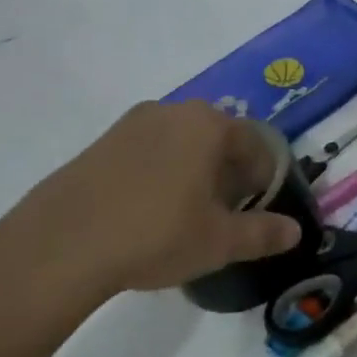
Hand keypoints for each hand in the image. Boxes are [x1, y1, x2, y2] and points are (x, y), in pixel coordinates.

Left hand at [0, 101, 301, 342]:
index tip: (258, 208)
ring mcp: (132, 124)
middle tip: (225, 214)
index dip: (263, 178)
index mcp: (208, 124)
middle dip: (228, 172)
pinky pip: (147, 152)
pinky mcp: (101, 142)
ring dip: (193, 171)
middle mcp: (173, 111)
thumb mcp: (219, 241)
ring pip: (181, 143)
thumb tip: (295, 231)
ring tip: (186, 215)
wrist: (60, 245)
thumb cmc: (155, 234)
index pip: (254, 144)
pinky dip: (160, 173)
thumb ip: (263, 233)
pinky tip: (148, 212)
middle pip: (217, 138)